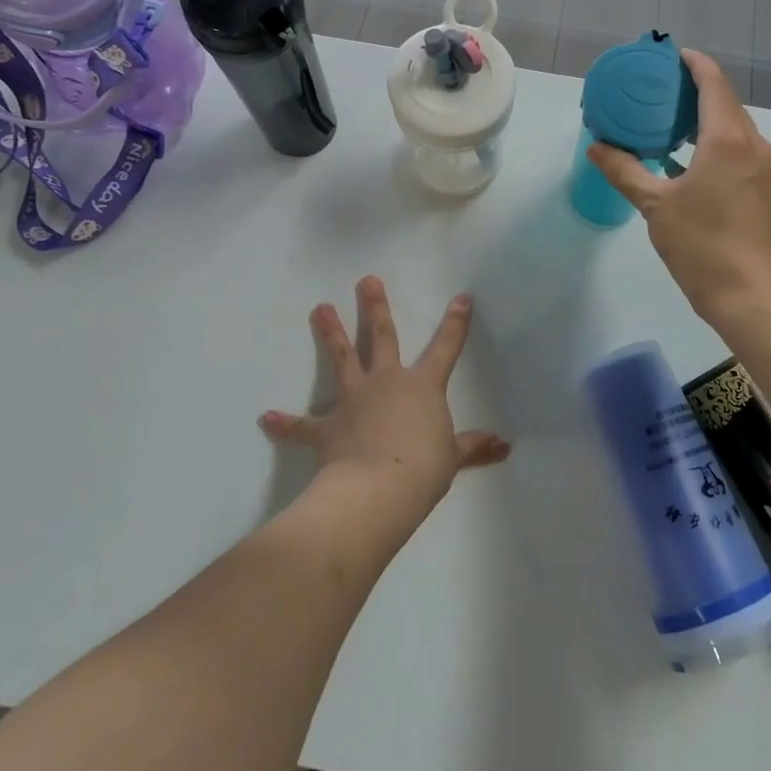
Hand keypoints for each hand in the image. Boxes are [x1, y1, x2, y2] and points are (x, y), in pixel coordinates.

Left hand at [258, 277, 510, 529]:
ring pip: (341, 358)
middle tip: (366, 280)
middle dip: (374, 307)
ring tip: (319, 307)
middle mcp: (386, 382)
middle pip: (381, 336)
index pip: (445, 348)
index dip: (455, 323)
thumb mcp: (452, 458)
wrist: (377, 490)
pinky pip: (303, 424)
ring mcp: (354, 400)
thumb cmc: (422, 470)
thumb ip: (473, 447)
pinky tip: (266, 417)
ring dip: (330, 333)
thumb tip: (504, 446)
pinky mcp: (328, 427)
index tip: (460, 298)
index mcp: (422, 386)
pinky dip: (286, 423)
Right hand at [588, 49, 770, 326]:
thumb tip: (597, 147)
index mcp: (728, 138)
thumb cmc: (704, 245)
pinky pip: (738, 150)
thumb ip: (625, 170)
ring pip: (733, 128)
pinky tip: (685, 160)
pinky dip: (712, 143)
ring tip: (666, 122)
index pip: (712, 82)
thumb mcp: (655, 206)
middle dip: (693, 90)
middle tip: (656, 89)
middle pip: (724, 102)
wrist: (755, 297)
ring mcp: (763, 168)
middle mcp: (753, 144)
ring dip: (703, 118)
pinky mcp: (765, 190)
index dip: (692, 63)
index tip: (668, 56)